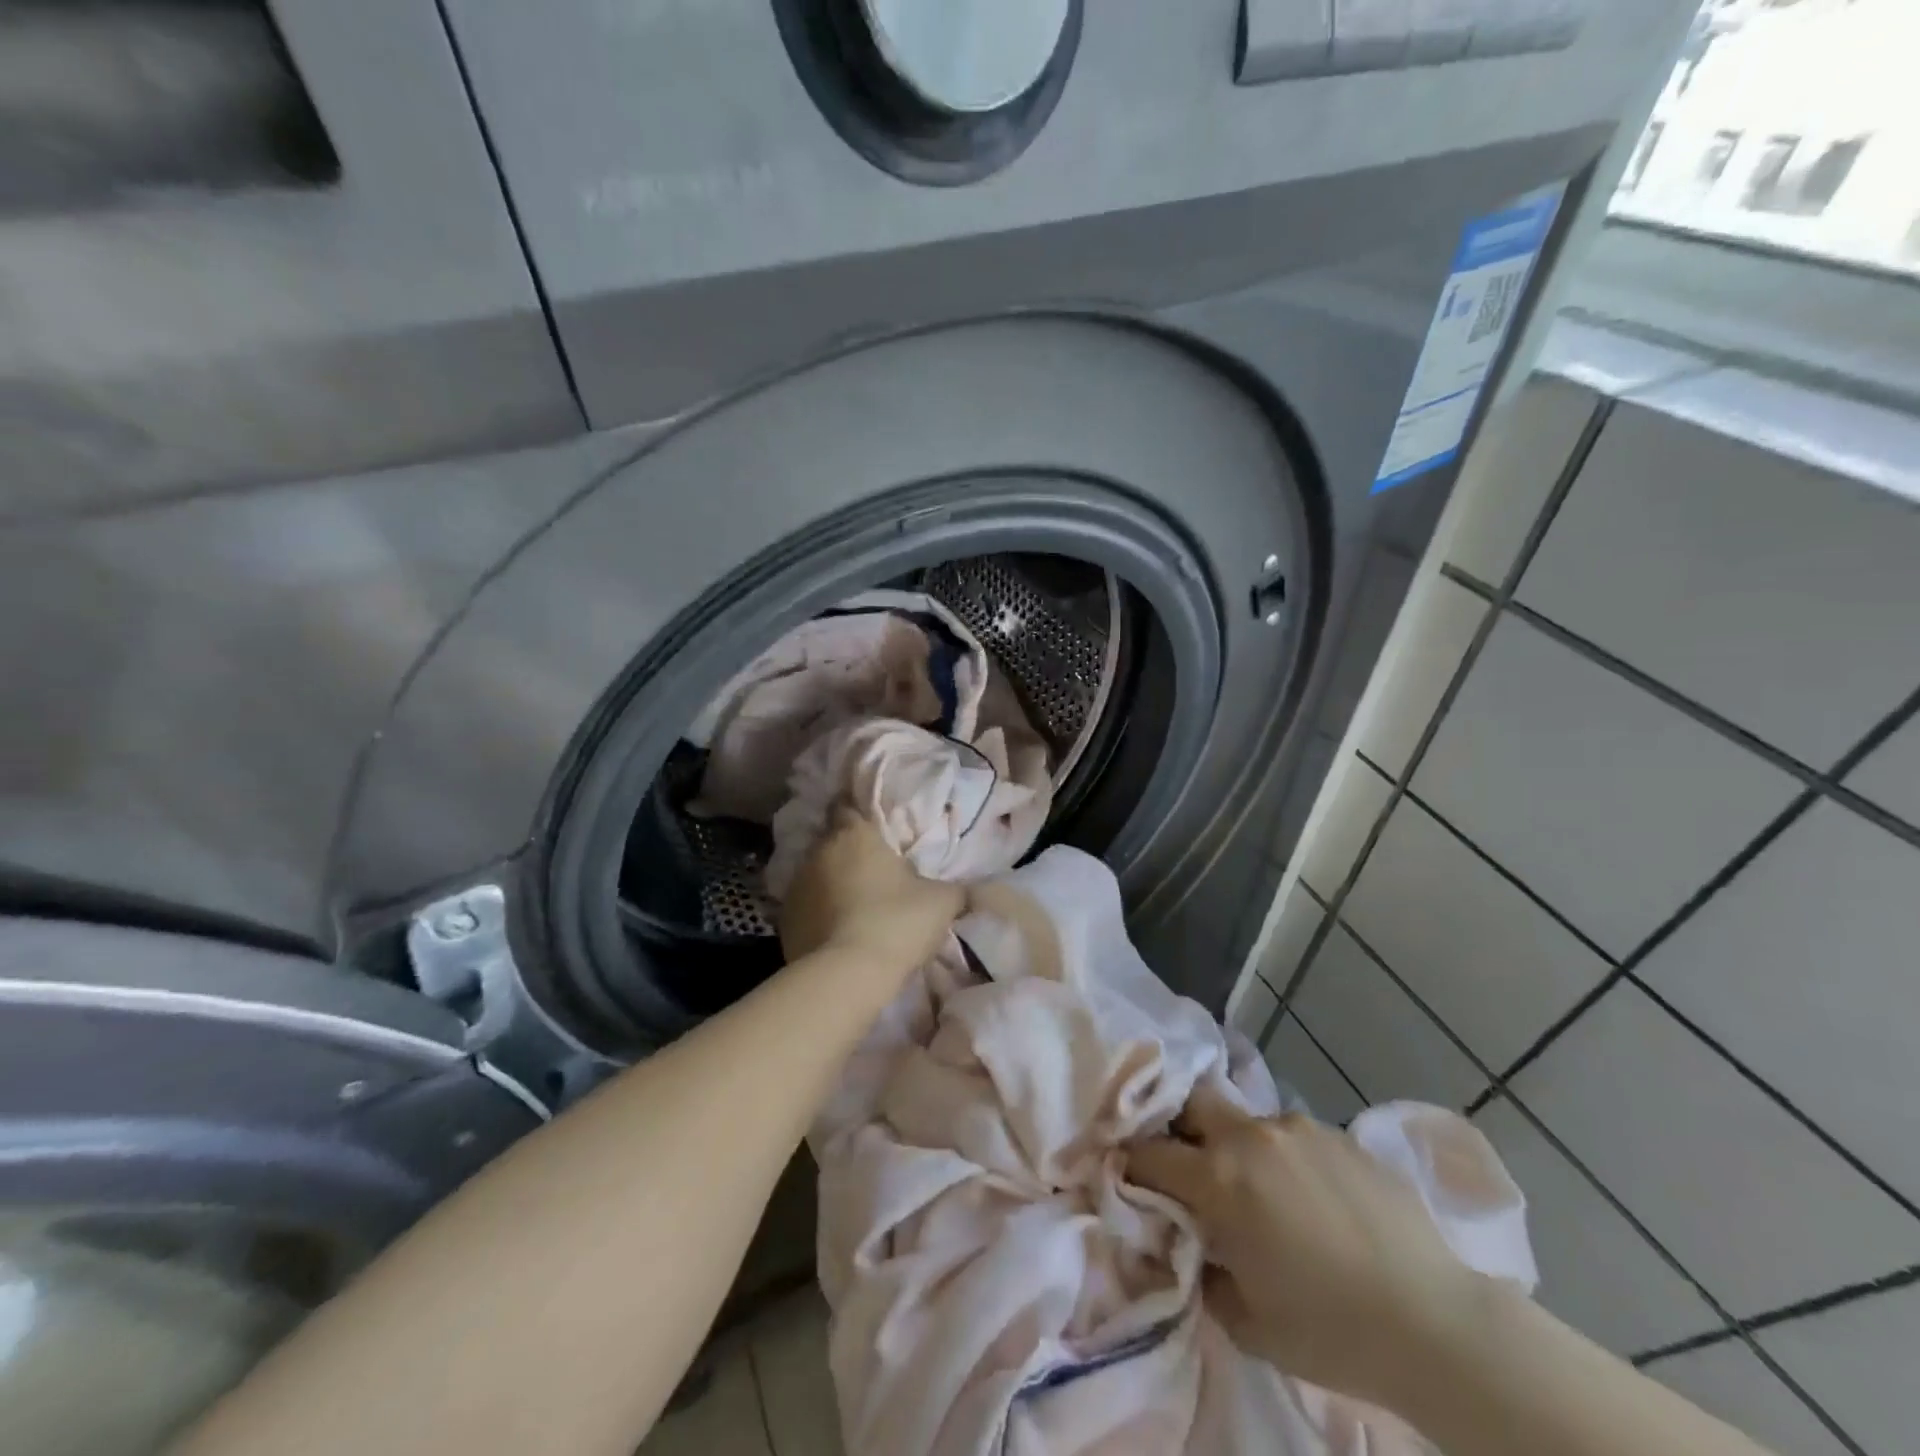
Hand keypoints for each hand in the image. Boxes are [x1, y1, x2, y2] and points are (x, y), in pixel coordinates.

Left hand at [778, 810, 965, 977]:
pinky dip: (818, 913)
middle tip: (872, 871)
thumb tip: (973, 890)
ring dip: (831, 883)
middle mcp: (819, 851)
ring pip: (816, 874)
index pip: (846, 806)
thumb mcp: (942, 902)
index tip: (872, 827)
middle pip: (831, 841)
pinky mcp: (784, 919)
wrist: (847, 976)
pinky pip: (805, 907)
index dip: (858, 814)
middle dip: (848, 852)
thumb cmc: (897, 922)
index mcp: (855, 834)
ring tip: (855, 906)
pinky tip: (837, 932)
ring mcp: (796, 885)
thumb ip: (956, 888)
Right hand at [1126, 1088, 1486, 1410]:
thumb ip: (1204, 1271)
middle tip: (1190, 1166)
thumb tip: (1194, 1245)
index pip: (1150, 1152)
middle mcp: (1251, 1137)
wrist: (1437, 1323)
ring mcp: (1298, 1128)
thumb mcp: (1247, 1321)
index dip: (1132, 1162)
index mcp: (1219, 1179)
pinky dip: (1286, 1159)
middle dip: (1181, 1127)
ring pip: (1247, 1121)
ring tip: (1266, 1193)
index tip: (1128, 1174)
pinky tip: (1314, 1199)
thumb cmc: (1331, 1330)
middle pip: (1193, 1104)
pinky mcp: (1339, 1134)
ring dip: (1240, 1148)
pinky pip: (1294, 1137)